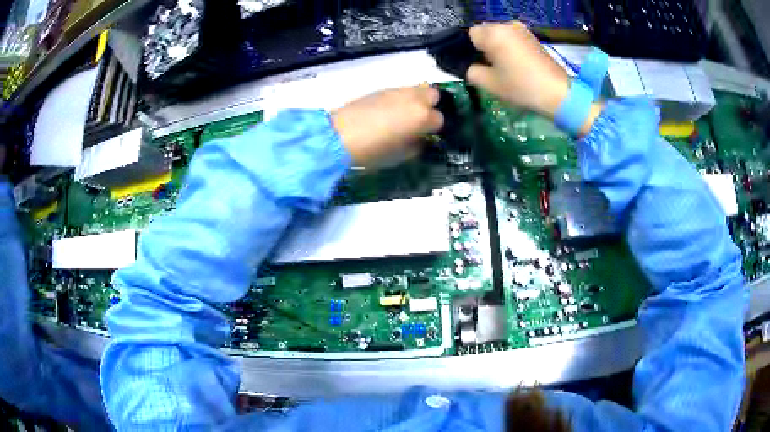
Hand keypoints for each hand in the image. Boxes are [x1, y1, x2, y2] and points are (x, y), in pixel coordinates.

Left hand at [332, 87, 443, 167]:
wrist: (338, 137)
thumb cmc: (372, 151)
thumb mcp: (400, 156)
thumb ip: (416, 146)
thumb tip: (420, 140)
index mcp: (421, 117)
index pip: (439, 119)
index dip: (433, 129)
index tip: (425, 136)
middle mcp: (413, 99)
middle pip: (433, 95)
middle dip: (430, 106)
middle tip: (420, 120)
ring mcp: (396, 91)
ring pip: (416, 89)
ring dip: (416, 100)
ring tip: (404, 115)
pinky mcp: (380, 90)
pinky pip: (399, 91)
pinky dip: (400, 99)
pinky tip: (389, 112)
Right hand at [467, 22, 570, 118]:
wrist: (558, 93)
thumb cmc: (522, 87)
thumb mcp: (489, 84)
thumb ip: (471, 71)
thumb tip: (469, 66)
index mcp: (494, 33)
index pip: (470, 35)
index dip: (470, 50)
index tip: (478, 65)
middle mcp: (507, 25)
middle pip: (485, 33)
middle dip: (484, 48)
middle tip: (492, 69)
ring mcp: (522, 30)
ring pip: (499, 36)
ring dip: (498, 49)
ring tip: (505, 69)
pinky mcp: (533, 38)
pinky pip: (512, 39)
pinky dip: (510, 49)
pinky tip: (516, 65)